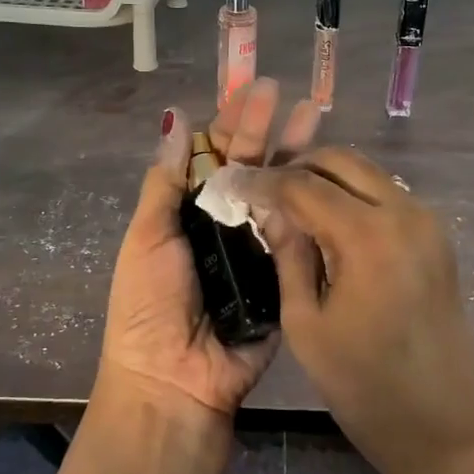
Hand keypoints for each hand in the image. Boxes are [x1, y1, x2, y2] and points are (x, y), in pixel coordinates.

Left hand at [98, 80, 320, 416]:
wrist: (174, 382)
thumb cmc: (149, 305)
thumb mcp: (147, 238)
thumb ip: (165, 182)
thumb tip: (175, 120)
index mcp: (189, 213)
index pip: (213, 157)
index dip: (230, 123)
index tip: (250, 91)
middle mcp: (226, 225)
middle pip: (251, 168)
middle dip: (266, 130)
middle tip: (286, 95)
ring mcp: (258, 251)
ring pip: (280, 195)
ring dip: (296, 158)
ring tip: (315, 119)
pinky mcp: (285, 279)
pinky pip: (298, 238)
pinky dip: (311, 208)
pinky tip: (326, 174)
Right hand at [239, 148, 473, 473]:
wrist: (440, 423)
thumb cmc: (362, 384)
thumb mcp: (306, 323)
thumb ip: (288, 255)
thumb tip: (271, 210)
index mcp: (368, 236)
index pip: (304, 185)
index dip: (263, 182)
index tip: (233, 183)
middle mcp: (404, 213)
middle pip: (342, 161)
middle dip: (298, 167)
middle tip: (265, 190)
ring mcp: (427, 222)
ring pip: (368, 173)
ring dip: (328, 179)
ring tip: (292, 204)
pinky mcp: (437, 236)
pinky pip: (387, 196)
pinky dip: (354, 196)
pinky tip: (330, 222)